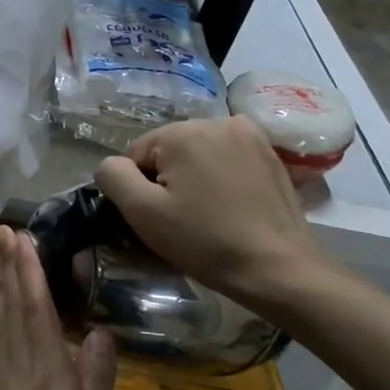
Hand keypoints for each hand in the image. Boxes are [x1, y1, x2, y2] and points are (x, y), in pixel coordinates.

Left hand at [0, 227, 116, 389]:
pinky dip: (1, 317)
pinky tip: (1, 313)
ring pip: (2, 324)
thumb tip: (98, 330)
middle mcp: (19, 371)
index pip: (35, 310)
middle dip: (8, 268)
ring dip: (1, 287)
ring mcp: (5, 386)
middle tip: (1, 232)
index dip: (28, 271)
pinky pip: (1, 344)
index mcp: (44, 376)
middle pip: (12, 309)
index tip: (20, 236)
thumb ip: (96, 382)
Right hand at [94, 116, 344, 319]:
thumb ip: (113, 177)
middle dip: (167, 180)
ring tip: (206, 214)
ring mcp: (249, 135)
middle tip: (180, 220)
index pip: (135, 154)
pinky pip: (227, 158)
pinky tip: (229, 205)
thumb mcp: (143, 212)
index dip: (138, 189)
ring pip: (198, 154)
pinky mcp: (270, 153)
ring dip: (193, 177)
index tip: (157, 218)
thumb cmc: (204, 241)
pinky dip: (220, 176)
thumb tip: (111, 165)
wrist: (278, 268)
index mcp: (182, 131)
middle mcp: (216, 121)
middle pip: (168, 151)